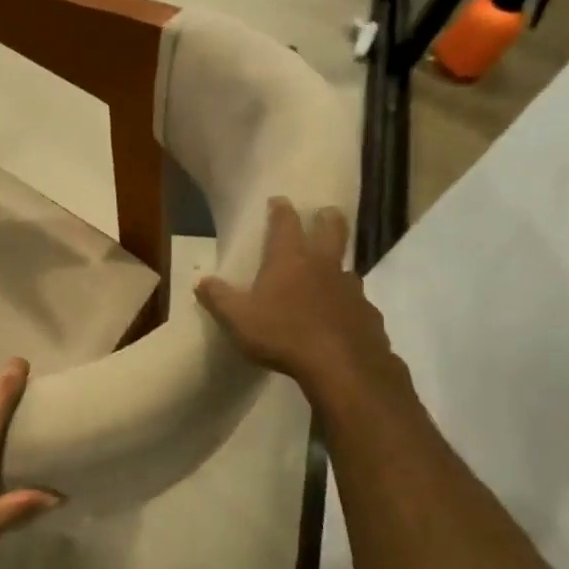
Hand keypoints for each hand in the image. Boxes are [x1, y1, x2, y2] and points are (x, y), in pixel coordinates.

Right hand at [195, 198, 405, 412]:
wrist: (343, 367)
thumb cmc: (283, 335)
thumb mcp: (238, 320)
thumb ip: (218, 298)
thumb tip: (200, 281)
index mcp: (290, 260)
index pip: (285, 224)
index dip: (281, 210)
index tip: (278, 200)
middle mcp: (324, 266)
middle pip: (332, 231)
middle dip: (327, 219)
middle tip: (325, 213)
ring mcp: (351, 289)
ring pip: (346, 268)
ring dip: (338, 265)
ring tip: (330, 274)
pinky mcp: (368, 314)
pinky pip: (357, 303)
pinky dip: (348, 304)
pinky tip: (340, 318)